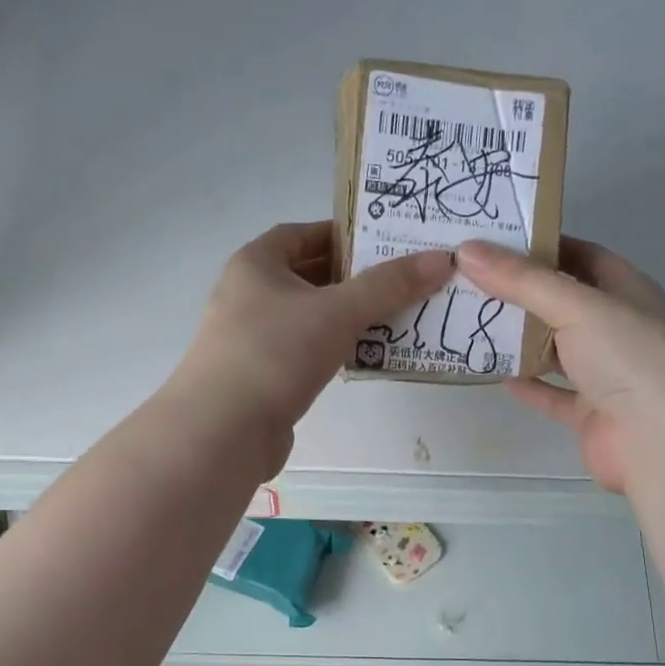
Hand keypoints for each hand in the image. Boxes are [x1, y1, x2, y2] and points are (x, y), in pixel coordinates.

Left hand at [172, 221, 452, 468]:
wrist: (222, 431)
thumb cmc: (275, 353)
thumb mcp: (338, 311)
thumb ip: (389, 285)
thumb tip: (442, 259)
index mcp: (256, 264)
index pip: (303, 234)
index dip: (344, 234)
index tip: (385, 244)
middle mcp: (248, 295)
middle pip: (308, 276)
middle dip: (353, 279)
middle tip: (402, 282)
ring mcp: (251, 339)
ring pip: (308, 318)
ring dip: (347, 318)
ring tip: (395, 318)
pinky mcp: (261, 378)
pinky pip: (305, 352)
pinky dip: (333, 350)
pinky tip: (364, 358)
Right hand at [458, 237, 664, 493]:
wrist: (664, 442)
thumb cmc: (629, 357)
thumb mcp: (576, 306)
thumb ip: (522, 281)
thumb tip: (467, 250)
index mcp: (625, 290)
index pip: (580, 256)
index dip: (540, 245)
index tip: (491, 241)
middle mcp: (617, 327)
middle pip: (562, 302)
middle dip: (519, 292)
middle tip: (467, 280)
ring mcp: (606, 373)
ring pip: (556, 348)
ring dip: (519, 338)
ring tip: (470, 322)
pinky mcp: (591, 413)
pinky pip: (553, 393)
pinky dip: (528, 384)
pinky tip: (494, 373)